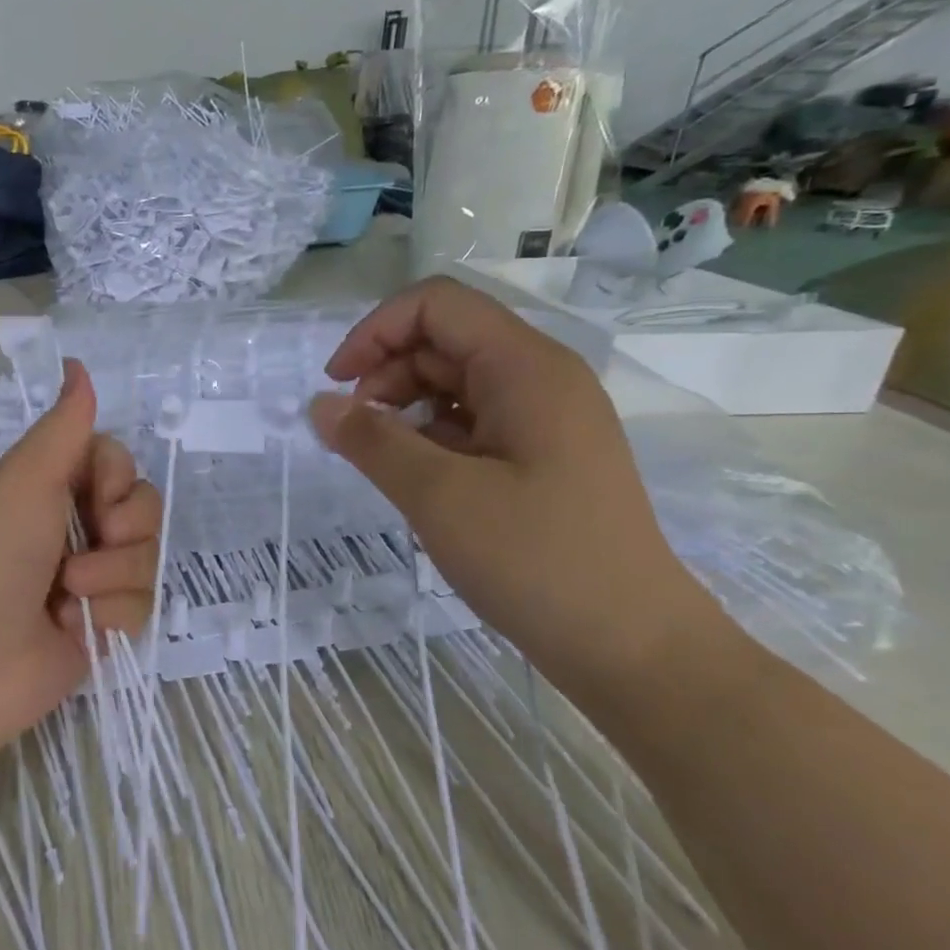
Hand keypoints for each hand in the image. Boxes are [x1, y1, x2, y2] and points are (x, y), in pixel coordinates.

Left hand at [0, 360, 159, 819]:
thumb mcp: (21, 482)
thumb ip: (62, 427)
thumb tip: (76, 362)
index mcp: (44, 487)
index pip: (113, 460)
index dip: (116, 474)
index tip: (95, 494)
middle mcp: (68, 528)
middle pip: (140, 505)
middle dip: (123, 523)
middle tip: (90, 539)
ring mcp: (87, 580)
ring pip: (147, 555)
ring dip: (113, 572)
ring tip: (69, 593)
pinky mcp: (100, 627)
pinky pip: (142, 604)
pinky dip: (113, 613)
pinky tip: (78, 627)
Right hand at [309, 277, 723, 700]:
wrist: (630, 645)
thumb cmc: (536, 561)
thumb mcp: (439, 496)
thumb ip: (372, 441)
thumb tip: (319, 404)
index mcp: (526, 368)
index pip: (437, 305)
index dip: (375, 331)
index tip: (336, 386)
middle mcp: (540, 378)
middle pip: (444, 339)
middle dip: (386, 372)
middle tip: (354, 432)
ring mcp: (545, 418)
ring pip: (455, 381)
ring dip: (405, 406)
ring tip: (381, 458)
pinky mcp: (541, 455)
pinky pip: (472, 420)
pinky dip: (431, 435)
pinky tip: (416, 476)